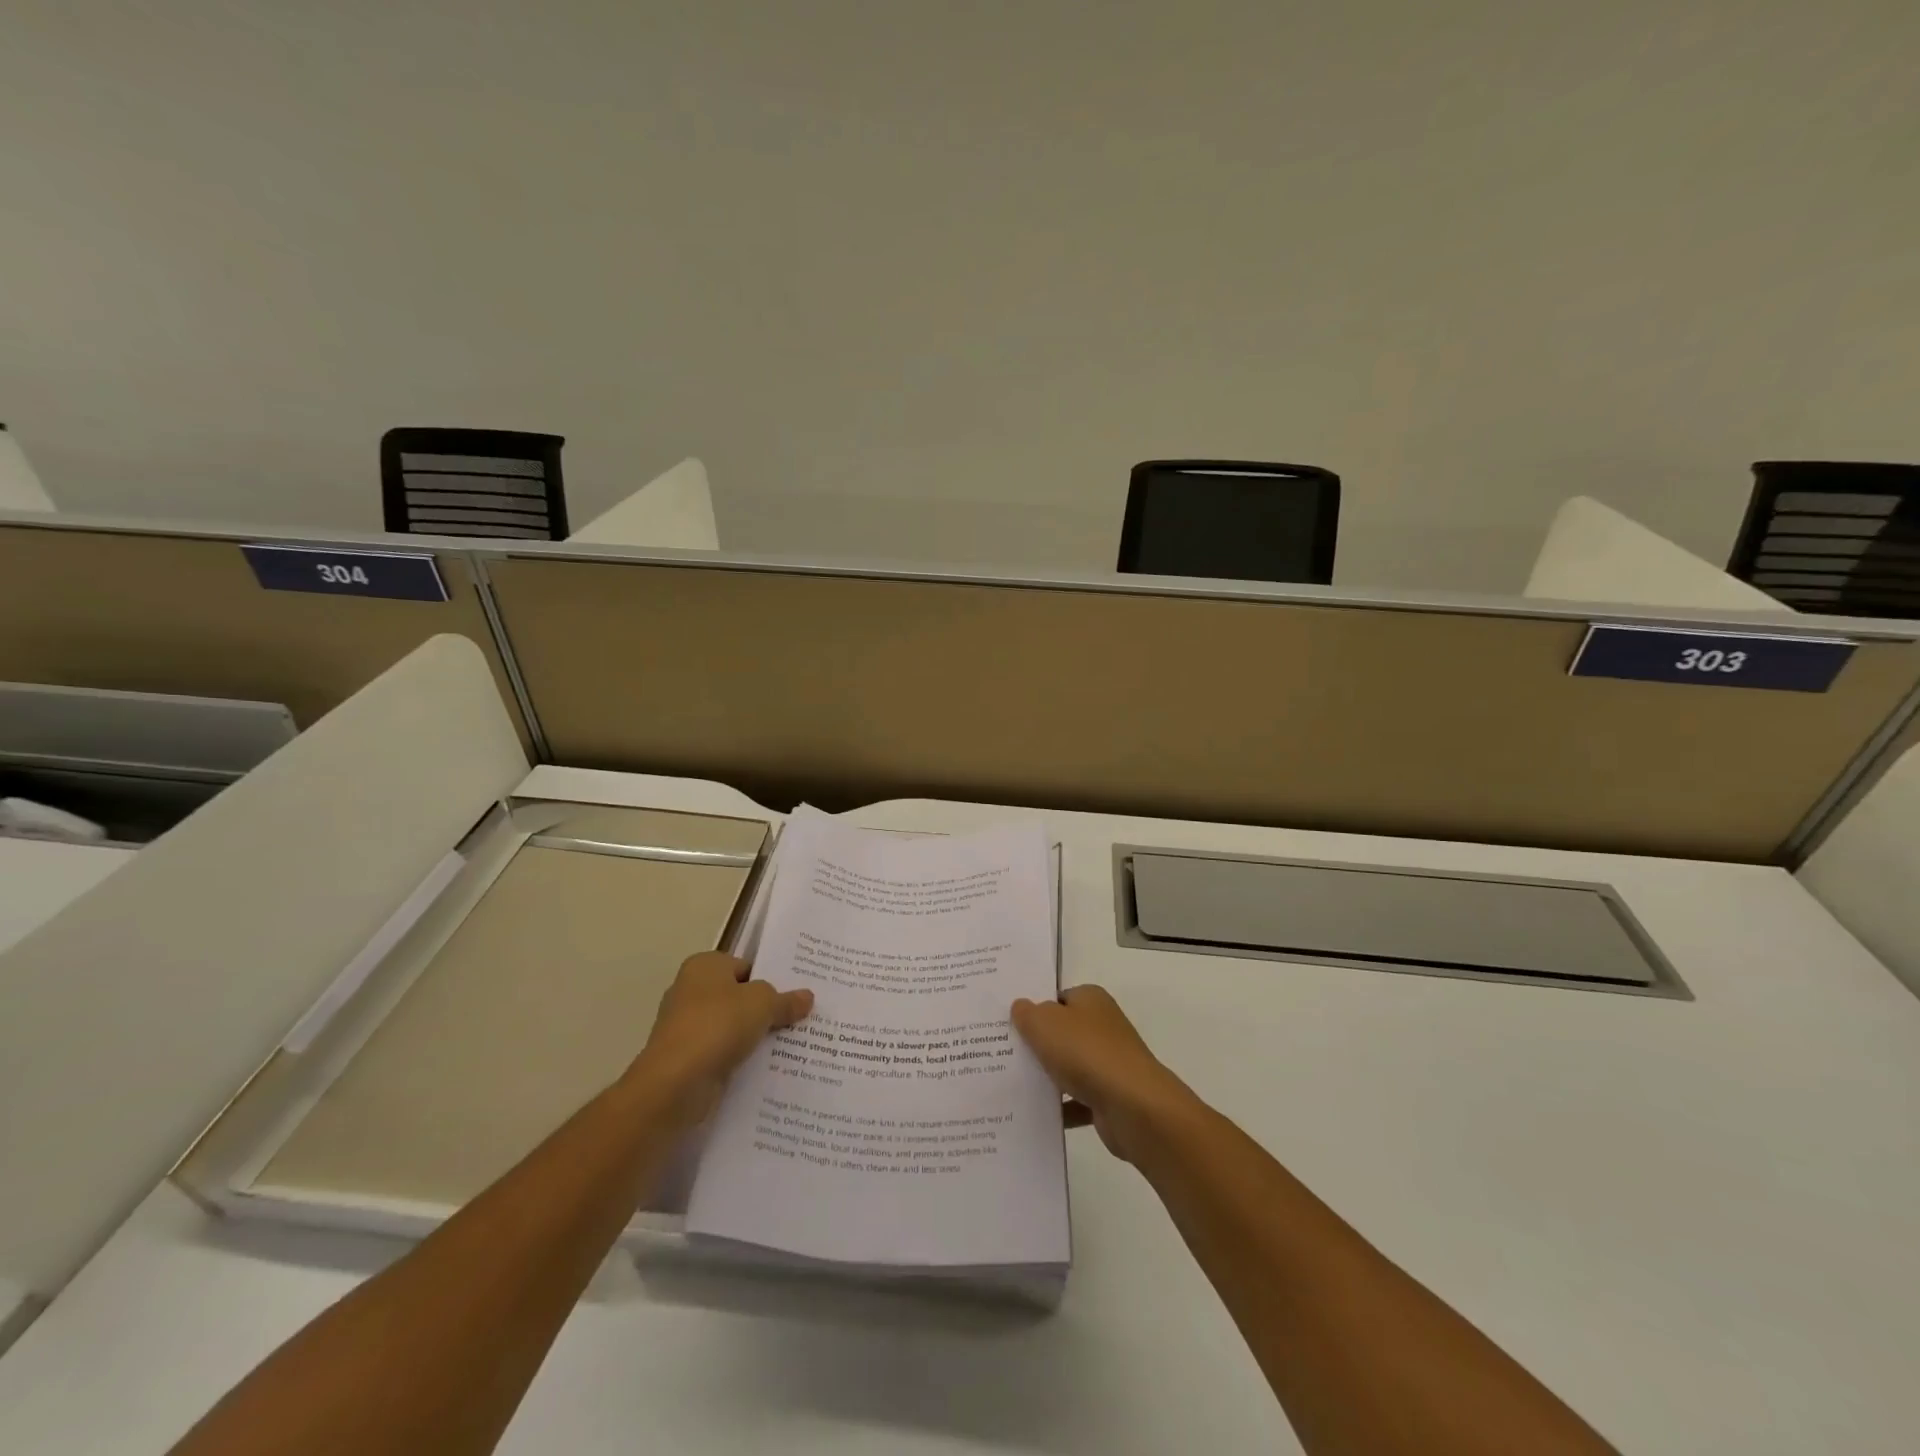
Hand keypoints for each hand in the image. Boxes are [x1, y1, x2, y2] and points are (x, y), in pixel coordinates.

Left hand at [626, 952, 812, 1129]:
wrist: (674, 1085)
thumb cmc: (718, 1026)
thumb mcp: (763, 1004)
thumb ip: (786, 1000)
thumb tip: (807, 997)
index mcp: (704, 966)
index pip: (746, 967)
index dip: (772, 979)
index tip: (798, 994)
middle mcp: (690, 991)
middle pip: (740, 997)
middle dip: (766, 1010)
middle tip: (802, 1018)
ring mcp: (686, 1028)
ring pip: (733, 1028)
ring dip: (755, 1037)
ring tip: (793, 1044)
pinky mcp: (687, 1060)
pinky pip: (723, 1053)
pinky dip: (741, 1060)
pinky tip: (769, 1068)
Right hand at [1011, 984, 1198, 1163]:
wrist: (1132, 1107)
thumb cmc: (1086, 1053)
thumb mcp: (1044, 1023)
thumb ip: (1027, 1013)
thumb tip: (1021, 1007)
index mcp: (1091, 999)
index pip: (1057, 997)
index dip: (1033, 1008)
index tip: (1007, 1022)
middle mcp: (1102, 1026)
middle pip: (1061, 1032)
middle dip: (1036, 1044)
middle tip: (1001, 1053)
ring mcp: (1108, 1063)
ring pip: (1068, 1067)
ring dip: (1047, 1077)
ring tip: (1010, 1084)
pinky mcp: (1110, 1097)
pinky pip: (1077, 1100)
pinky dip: (1060, 1108)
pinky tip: (1034, 1114)